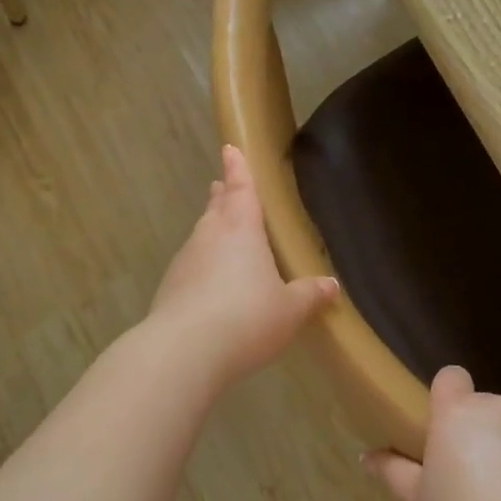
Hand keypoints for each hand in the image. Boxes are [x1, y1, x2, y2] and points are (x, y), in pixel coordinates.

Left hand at [147, 146, 338, 388]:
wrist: (183, 352)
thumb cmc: (246, 318)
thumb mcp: (290, 310)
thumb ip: (310, 295)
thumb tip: (331, 285)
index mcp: (241, 230)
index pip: (241, 188)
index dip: (238, 168)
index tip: (230, 148)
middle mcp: (209, 237)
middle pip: (217, 208)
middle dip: (223, 196)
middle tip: (225, 187)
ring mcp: (185, 262)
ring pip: (202, 236)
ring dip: (212, 230)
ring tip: (224, 235)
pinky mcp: (169, 289)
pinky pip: (192, 267)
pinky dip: (203, 267)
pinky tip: (212, 286)